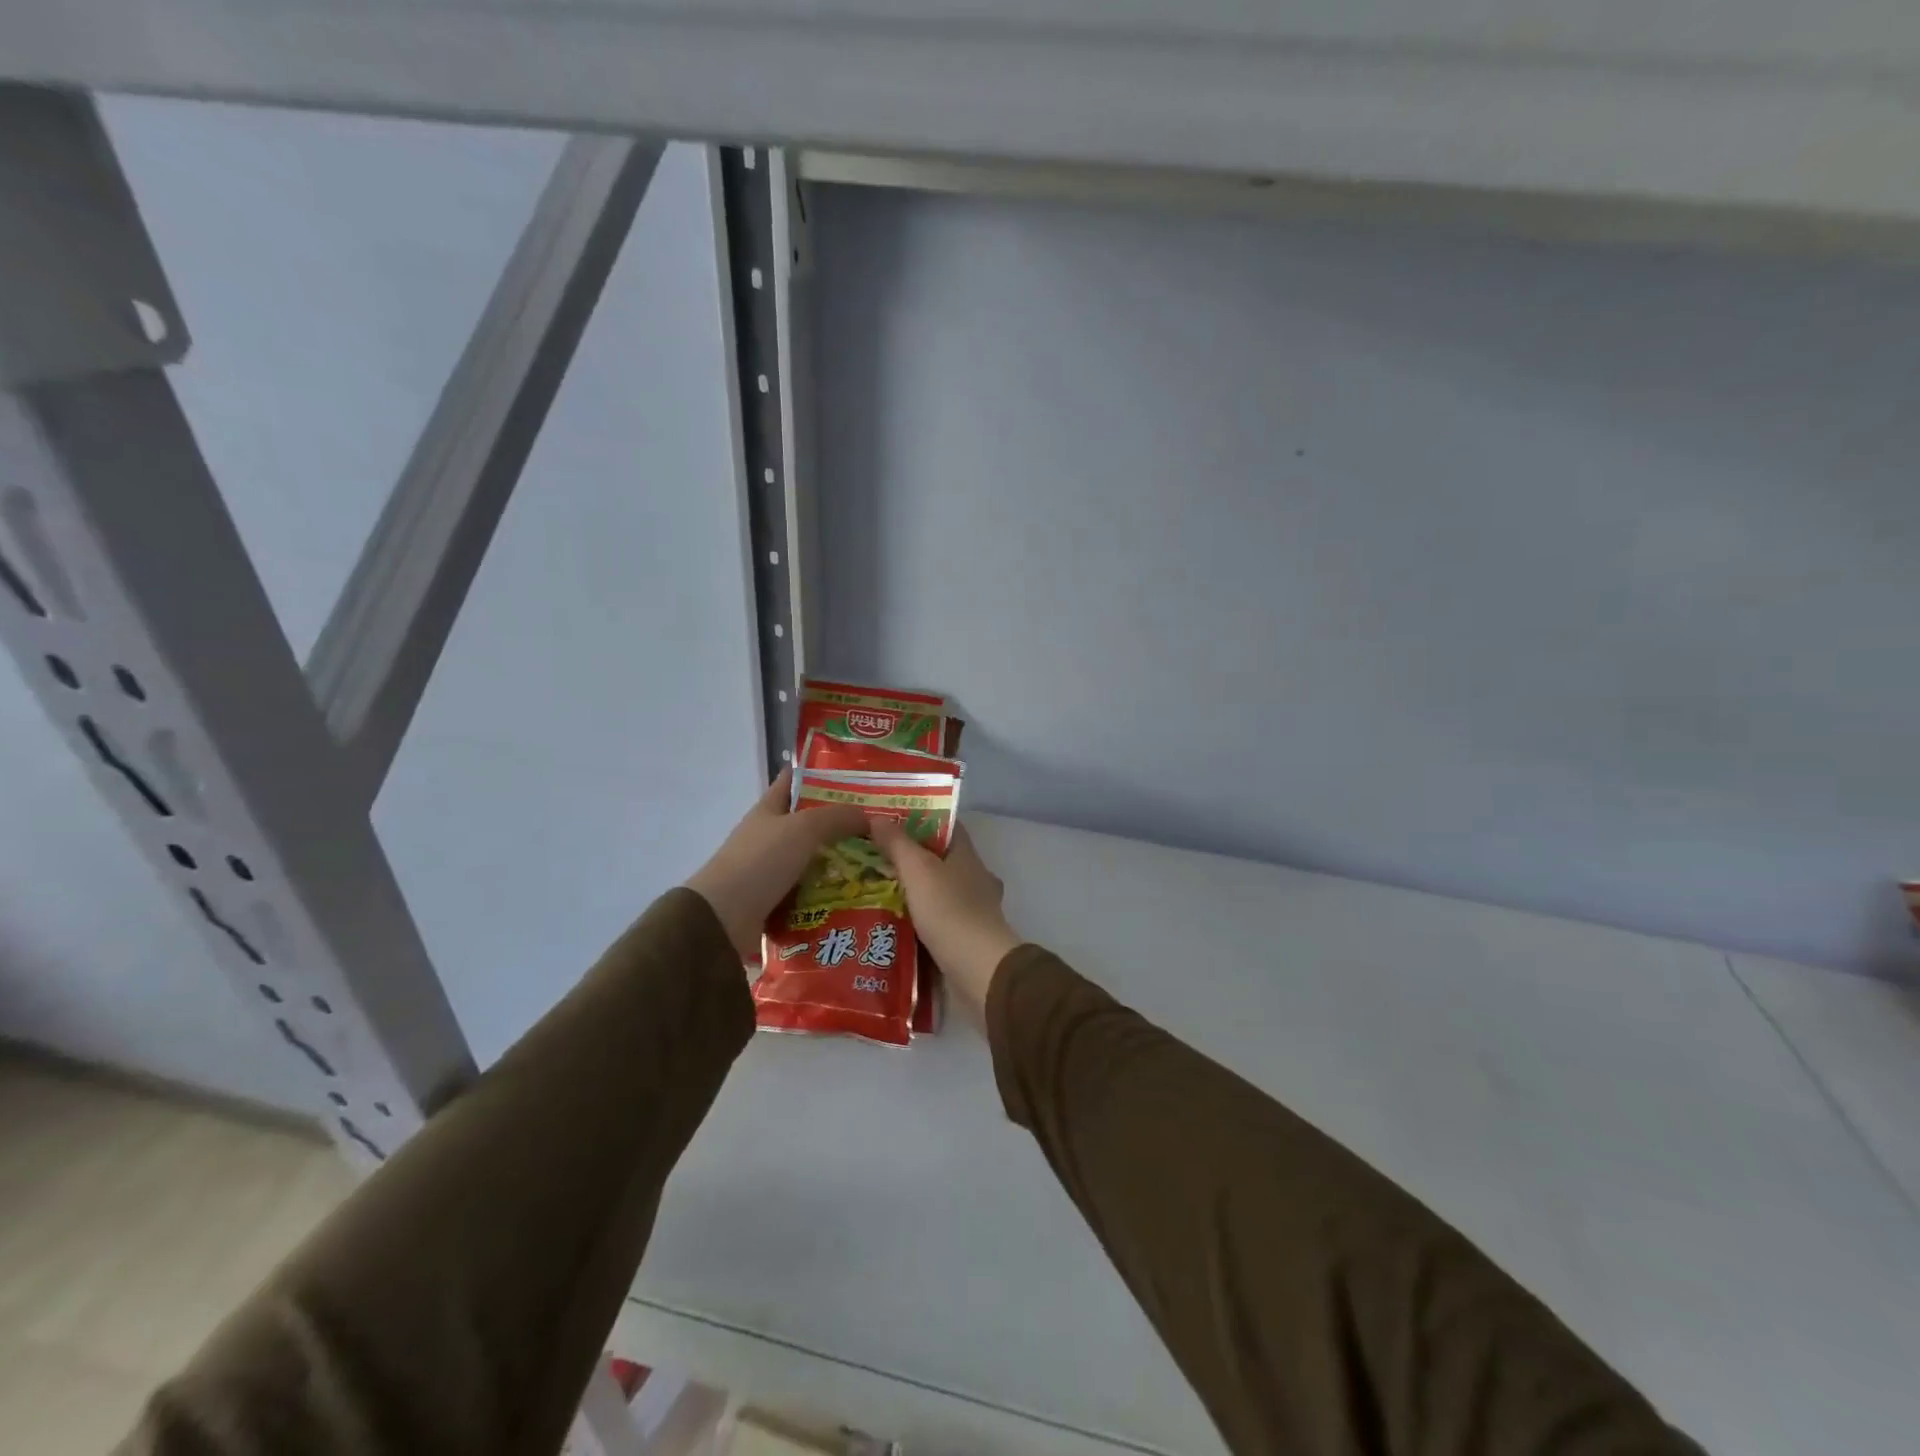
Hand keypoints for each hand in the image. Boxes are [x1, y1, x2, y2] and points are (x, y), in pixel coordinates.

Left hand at [685, 769, 867, 957]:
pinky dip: (829, 895)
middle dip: (841, 825)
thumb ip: (838, 817)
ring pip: (813, 861)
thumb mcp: (804, 828)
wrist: (723, 919)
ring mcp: (771, 870)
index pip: (794, 781)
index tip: (856, 778)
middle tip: (879, 828)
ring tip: (877, 865)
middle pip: (810, 824)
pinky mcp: (775, 902)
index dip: (820, 775)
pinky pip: (810, 893)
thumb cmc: (761, 861)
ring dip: (840, 864)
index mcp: (768, 809)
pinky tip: (857, 896)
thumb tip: (869, 818)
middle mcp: (769, 836)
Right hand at [869, 821, 1022, 1011]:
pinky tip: (891, 922)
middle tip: (871, 856)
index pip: (946, 826)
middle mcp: (974, 877)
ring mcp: (972, 908)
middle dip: (909, 857)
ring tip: (873, 889)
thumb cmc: (949, 910)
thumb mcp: (918, 870)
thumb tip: (878, 817)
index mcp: (967, 855)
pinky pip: (936, 919)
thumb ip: (898, 844)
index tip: (888, 820)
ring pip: (936, 890)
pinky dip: (917, 918)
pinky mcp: (965, 937)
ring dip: (911, 890)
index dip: (920, 819)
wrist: (978, 970)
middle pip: (939, 858)